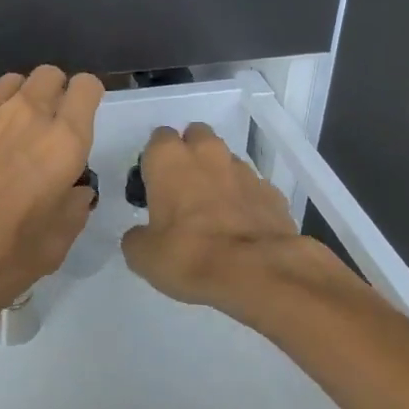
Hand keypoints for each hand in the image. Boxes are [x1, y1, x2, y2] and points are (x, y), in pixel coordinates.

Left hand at [0, 66, 103, 341]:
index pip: (87, 87)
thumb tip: (75, 189)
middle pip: (49, 75)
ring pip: (12, 82)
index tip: (77, 124)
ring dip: (16, 101)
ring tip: (4, 136)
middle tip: (42, 131)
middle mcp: (27, 114)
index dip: (85, 101)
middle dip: (52, 95)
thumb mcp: (52, 249)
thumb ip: (73, 209)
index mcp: (63, 143)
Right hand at [121, 122, 329, 320]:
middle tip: (184, 190)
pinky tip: (241, 227)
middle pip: (196, 136)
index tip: (154, 185)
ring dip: (218, 176)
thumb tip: (141, 235)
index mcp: (169, 158)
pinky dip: (245, 200)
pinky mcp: (272, 191)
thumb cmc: (189, 255)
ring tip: (214, 212)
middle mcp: (207, 153)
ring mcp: (244, 170)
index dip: (156, 160)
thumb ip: (137, 237)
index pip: (158, 138)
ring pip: (226, 160)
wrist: (258, 272)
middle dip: (191, 154)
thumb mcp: (143, 255)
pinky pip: (252, 187)